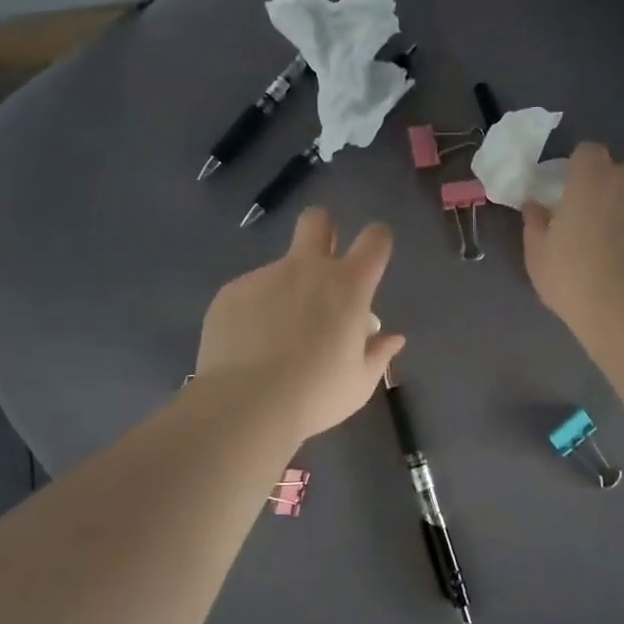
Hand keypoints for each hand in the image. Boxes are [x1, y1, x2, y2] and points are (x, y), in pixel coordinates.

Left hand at [197, 208, 405, 439]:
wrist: (246, 404)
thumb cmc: (316, 395)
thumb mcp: (359, 383)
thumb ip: (377, 354)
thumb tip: (392, 339)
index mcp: (348, 286)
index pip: (375, 239)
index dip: (377, 241)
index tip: (372, 258)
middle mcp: (307, 269)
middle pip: (317, 220)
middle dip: (323, 230)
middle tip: (320, 265)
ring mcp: (264, 276)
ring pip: (280, 268)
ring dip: (285, 291)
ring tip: (275, 340)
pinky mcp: (230, 292)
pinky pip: (250, 293)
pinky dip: (254, 312)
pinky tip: (248, 347)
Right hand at [523, 143, 623, 335]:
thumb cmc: (575, 278)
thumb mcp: (538, 255)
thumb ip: (535, 224)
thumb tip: (535, 207)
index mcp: (594, 180)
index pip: (588, 152)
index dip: (579, 170)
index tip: (570, 195)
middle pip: (623, 176)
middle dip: (610, 194)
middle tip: (594, 230)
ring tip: (622, 261)